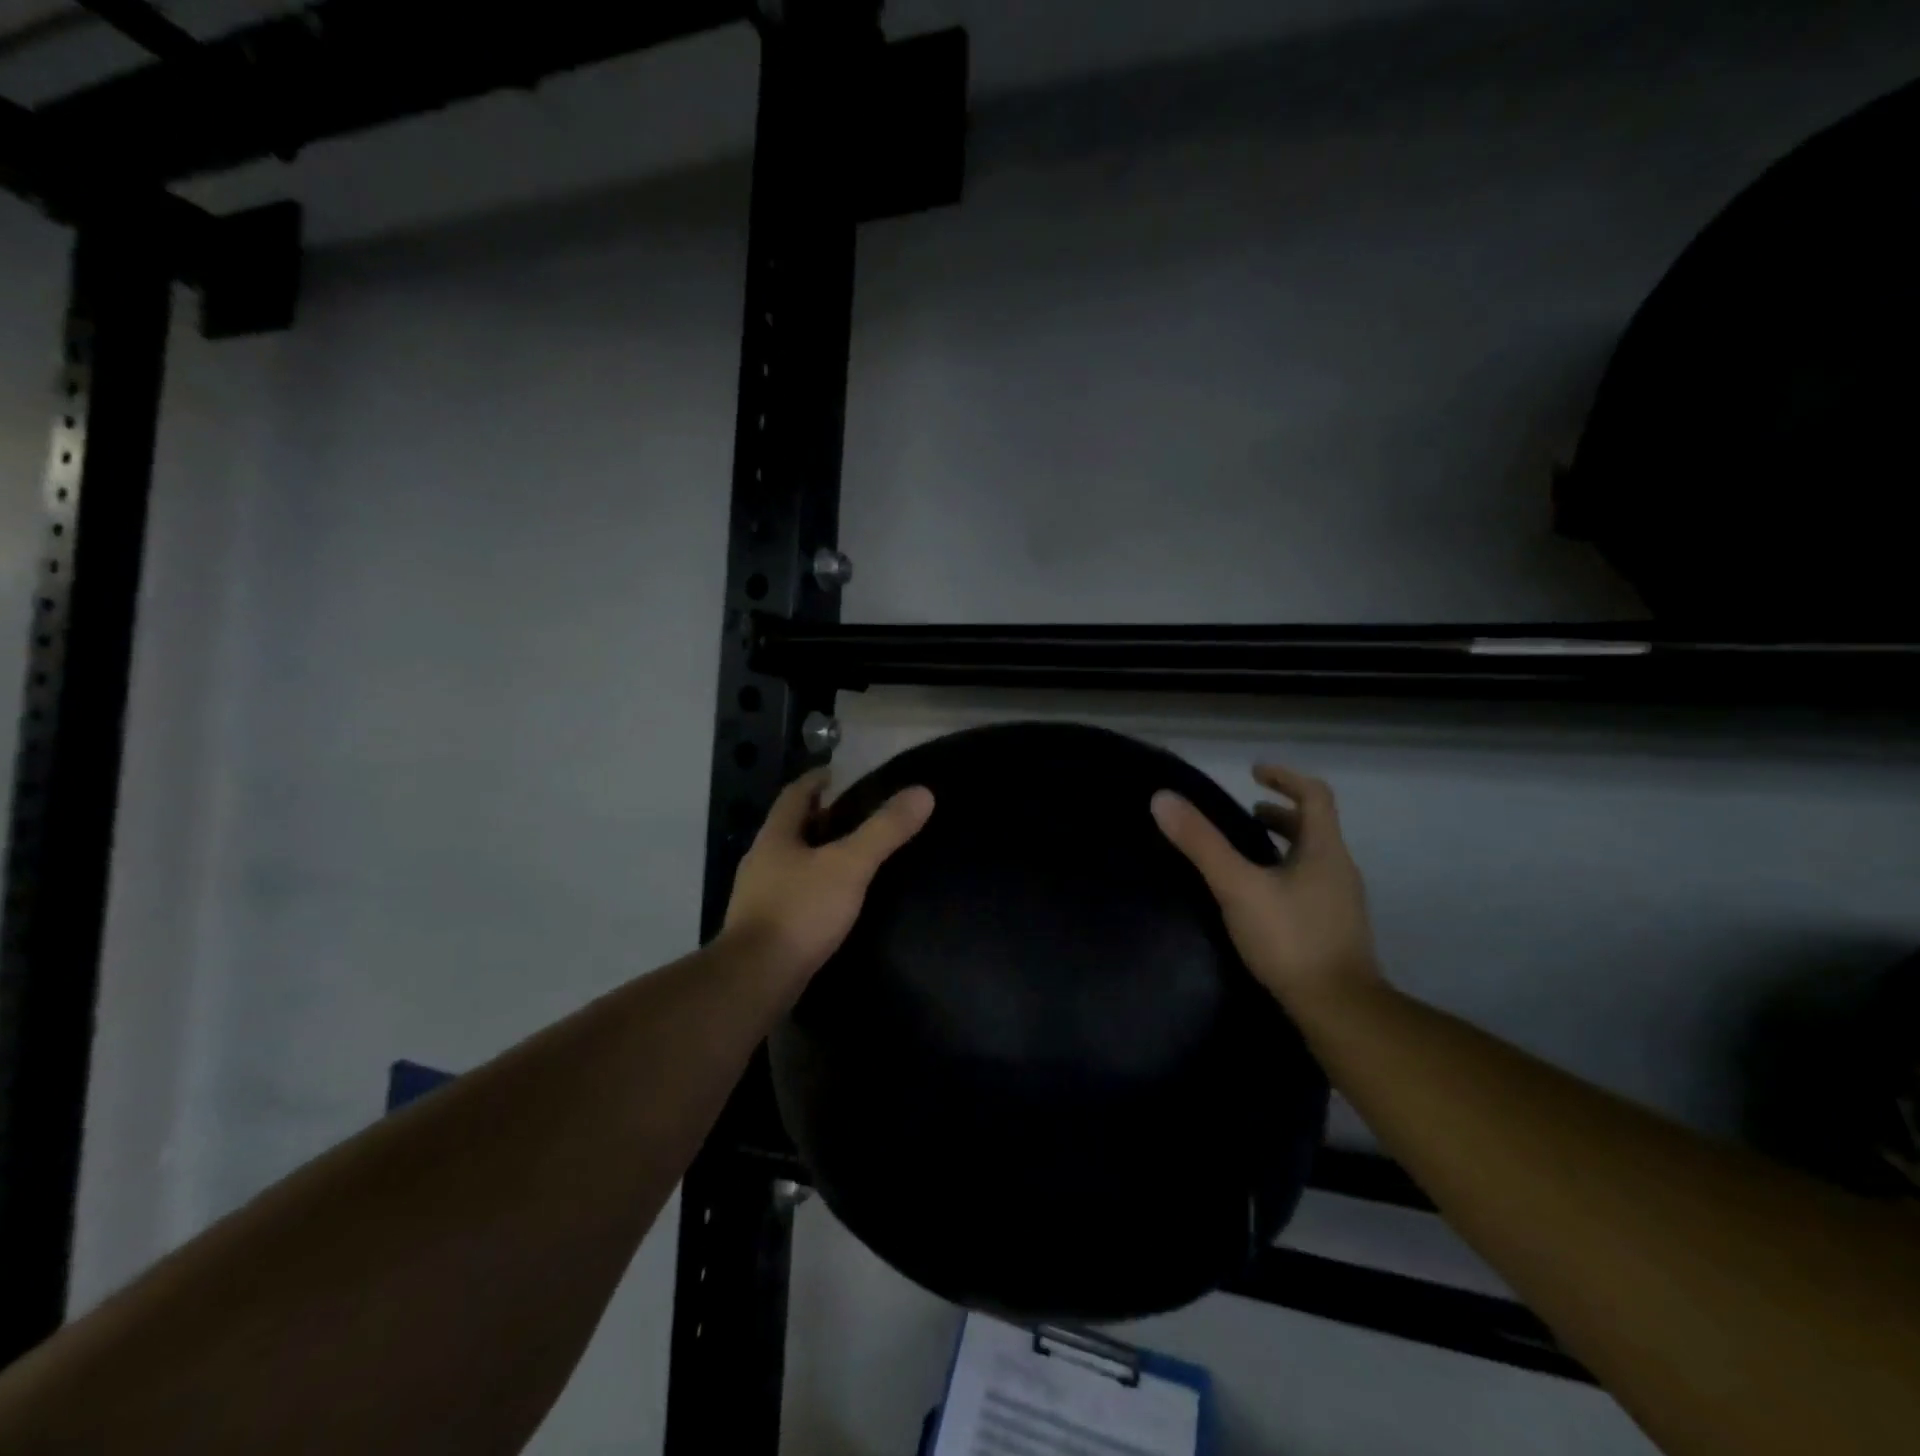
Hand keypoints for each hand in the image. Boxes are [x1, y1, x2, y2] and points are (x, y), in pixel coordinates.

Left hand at [722, 768, 934, 986]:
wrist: (755, 979)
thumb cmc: (800, 911)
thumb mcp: (849, 866)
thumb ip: (884, 830)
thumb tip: (923, 793)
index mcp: (776, 836)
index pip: (794, 794)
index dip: (815, 780)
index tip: (838, 774)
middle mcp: (761, 860)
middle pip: (791, 828)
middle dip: (819, 818)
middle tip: (855, 816)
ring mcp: (758, 896)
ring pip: (790, 862)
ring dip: (816, 854)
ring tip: (850, 857)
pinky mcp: (764, 927)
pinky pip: (792, 893)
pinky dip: (813, 886)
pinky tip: (834, 900)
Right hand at [1151, 763, 1380, 1013]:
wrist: (1339, 1010)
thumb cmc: (1290, 939)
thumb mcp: (1237, 886)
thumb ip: (1201, 843)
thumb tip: (1162, 798)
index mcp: (1324, 850)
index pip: (1314, 796)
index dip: (1285, 778)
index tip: (1254, 773)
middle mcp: (1339, 870)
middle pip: (1314, 828)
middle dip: (1281, 815)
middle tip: (1246, 814)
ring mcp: (1340, 903)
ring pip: (1312, 860)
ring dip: (1282, 846)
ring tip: (1247, 854)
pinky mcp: (1334, 931)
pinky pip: (1309, 886)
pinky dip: (1284, 875)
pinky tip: (1258, 899)